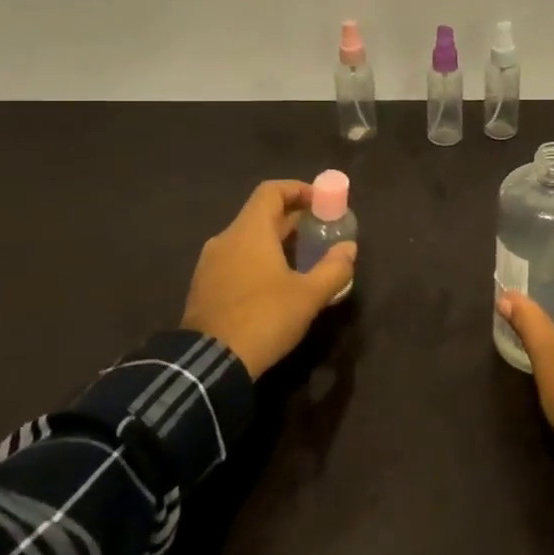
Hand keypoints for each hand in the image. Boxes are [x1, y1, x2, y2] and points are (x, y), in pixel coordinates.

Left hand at [182, 180, 356, 378]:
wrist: (208, 365)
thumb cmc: (263, 318)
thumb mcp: (308, 296)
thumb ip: (333, 268)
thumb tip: (349, 248)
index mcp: (249, 231)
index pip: (271, 191)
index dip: (298, 189)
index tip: (321, 202)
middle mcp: (226, 239)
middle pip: (261, 215)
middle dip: (293, 219)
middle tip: (320, 233)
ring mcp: (210, 264)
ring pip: (248, 240)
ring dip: (276, 242)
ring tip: (302, 260)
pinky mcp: (204, 288)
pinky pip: (236, 261)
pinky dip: (258, 261)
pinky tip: (276, 285)